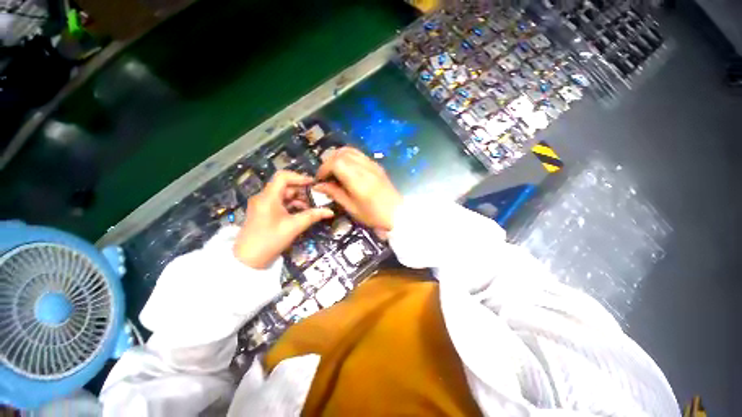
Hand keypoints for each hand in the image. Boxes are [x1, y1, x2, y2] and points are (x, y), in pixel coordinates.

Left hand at [234, 171, 333, 268]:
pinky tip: (302, 213)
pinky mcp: (264, 212)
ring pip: (284, 195)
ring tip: (312, 207)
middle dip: (302, 191)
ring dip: (299, 199)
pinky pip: (280, 203)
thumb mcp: (293, 227)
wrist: (247, 261)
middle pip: (285, 186)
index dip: (300, 177)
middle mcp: (264, 197)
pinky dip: (292, 205)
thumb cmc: (269, 241)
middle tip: (317, 198)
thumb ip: (312, 216)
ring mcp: (263, 205)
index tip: (314, 184)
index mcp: (268, 197)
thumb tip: (330, 211)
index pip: (283, 176)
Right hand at [313, 147, 401, 230]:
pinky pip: (359, 154)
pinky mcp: (376, 165)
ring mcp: (372, 164)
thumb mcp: (351, 208)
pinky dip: (348, 157)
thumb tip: (319, 186)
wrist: (397, 213)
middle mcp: (365, 167)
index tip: (321, 179)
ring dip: (338, 157)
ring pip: (350, 150)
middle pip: (341, 153)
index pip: (336, 162)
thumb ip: (335, 193)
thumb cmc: (373, 215)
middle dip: (329, 161)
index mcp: (358, 179)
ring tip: (335, 171)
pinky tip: (347, 170)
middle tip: (327, 175)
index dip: (324, 168)